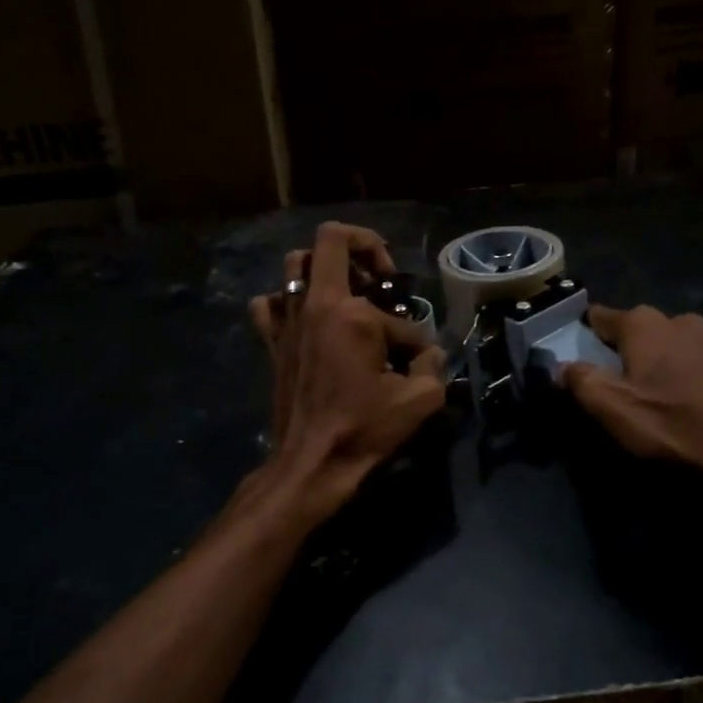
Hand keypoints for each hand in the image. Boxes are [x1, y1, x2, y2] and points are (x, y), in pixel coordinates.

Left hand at [248, 222, 446, 517]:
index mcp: (355, 316)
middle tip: (382, 276)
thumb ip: (433, 365)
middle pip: (331, 239)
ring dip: (323, 266)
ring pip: (295, 263)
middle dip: (364, 246)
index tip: (415, 362)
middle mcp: (317, 305)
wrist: (310, 463)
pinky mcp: (273, 341)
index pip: (398, 315)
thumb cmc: (363, 430)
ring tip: (347, 291)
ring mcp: (289, 320)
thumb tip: (428, 352)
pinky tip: (306, 318)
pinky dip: (286, 301)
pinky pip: (269, 303)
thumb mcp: (420, 400)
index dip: (415, 337)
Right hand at [561, 305, 702, 519]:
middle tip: (624, 386)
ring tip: (667, 398)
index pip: (601, 317)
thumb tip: (560, 365)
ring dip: (668, 364)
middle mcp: (681, 320)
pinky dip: (699, 378)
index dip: (586, 334)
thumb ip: (580, 382)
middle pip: (643, 331)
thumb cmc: (677, 425)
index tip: (579, 354)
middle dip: (630, 352)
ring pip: (679, 346)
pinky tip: (702, 405)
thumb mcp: (614, 410)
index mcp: (644, 325)